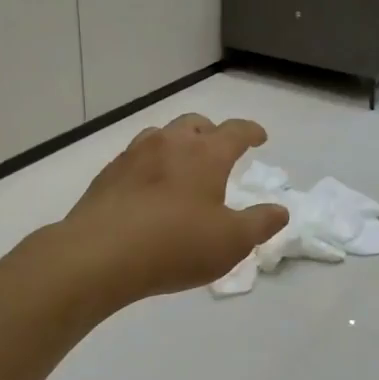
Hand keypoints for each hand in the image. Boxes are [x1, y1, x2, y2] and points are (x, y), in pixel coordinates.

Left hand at [55, 114, 287, 309]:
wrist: (98, 255)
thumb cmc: (175, 245)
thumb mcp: (232, 242)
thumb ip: (260, 223)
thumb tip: (280, 210)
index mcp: (206, 153)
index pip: (236, 131)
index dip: (251, 132)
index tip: (259, 137)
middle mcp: (170, 143)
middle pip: (195, 123)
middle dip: (212, 132)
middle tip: (219, 151)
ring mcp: (134, 155)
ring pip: (162, 135)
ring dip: (178, 143)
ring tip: (182, 165)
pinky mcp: (108, 175)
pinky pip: (136, 157)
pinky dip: (150, 164)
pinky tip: (148, 187)